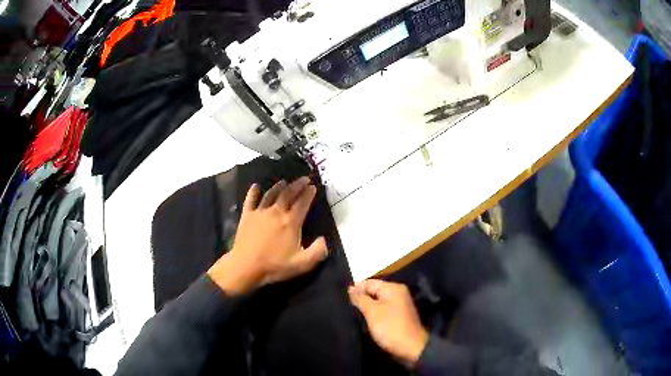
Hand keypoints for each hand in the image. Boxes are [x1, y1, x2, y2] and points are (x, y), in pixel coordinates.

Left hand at [207, 177, 328, 294]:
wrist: (246, 266)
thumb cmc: (275, 265)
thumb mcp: (302, 264)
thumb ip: (318, 251)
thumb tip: (323, 239)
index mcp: (291, 222)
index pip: (302, 203)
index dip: (309, 194)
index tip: (313, 187)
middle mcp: (276, 212)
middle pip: (288, 194)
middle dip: (297, 185)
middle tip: (304, 179)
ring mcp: (260, 212)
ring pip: (271, 194)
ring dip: (279, 186)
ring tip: (284, 182)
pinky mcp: (247, 216)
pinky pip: (250, 200)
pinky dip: (253, 192)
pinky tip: (255, 186)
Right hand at [349, 279, 428, 366]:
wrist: (411, 347)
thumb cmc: (390, 327)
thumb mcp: (372, 311)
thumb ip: (360, 298)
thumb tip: (351, 288)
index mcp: (393, 288)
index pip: (369, 282)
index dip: (356, 289)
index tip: (342, 297)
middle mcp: (398, 293)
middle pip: (374, 291)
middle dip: (361, 298)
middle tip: (345, 305)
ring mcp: (399, 305)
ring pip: (378, 301)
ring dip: (366, 307)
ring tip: (352, 313)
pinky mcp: (398, 316)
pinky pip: (383, 310)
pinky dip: (374, 313)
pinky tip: (365, 319)